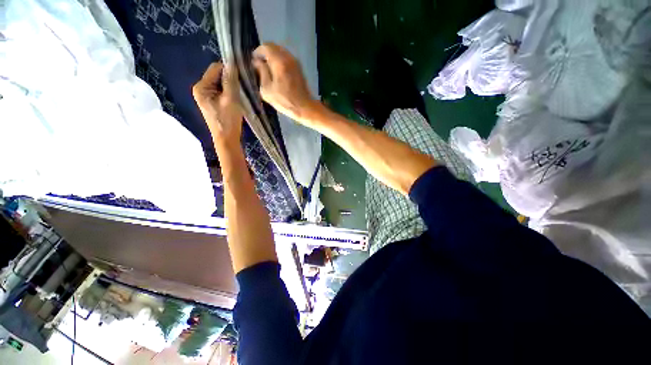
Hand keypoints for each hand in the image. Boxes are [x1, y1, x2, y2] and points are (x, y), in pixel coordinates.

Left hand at [193, 62, 242, 142]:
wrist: (226, 139)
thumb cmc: (228, 121)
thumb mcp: (230, 99)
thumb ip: (230, 81)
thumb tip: (232, 63)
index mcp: (201, 87)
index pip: (215, 68)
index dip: (229, 69)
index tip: (242, 75)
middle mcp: (201, 89)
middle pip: (217, 76)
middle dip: (230, 79)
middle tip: (243, 86)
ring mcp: (206, 96)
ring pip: (221, 84)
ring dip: (231, 86)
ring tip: (241, 93)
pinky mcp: (212, 102)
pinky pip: (222, 92)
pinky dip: (230, 93)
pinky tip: (237, 98)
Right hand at [252, 43, 315, 123]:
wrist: (304, 108)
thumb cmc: (284, 101)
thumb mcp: (267, 90)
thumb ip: (261, 72)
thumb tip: (257, 62)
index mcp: (279, 62)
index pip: (265, 47)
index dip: (258, 52)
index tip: (254, 61)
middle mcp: (288, 58)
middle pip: (274, 47)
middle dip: (265, 53)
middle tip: (260, 64)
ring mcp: (296, 62)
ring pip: (281, 52)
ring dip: (273, 57)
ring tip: (268, 69)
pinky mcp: (299, 68)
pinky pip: (287, 58)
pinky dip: (280, 61)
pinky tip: (277, 72)